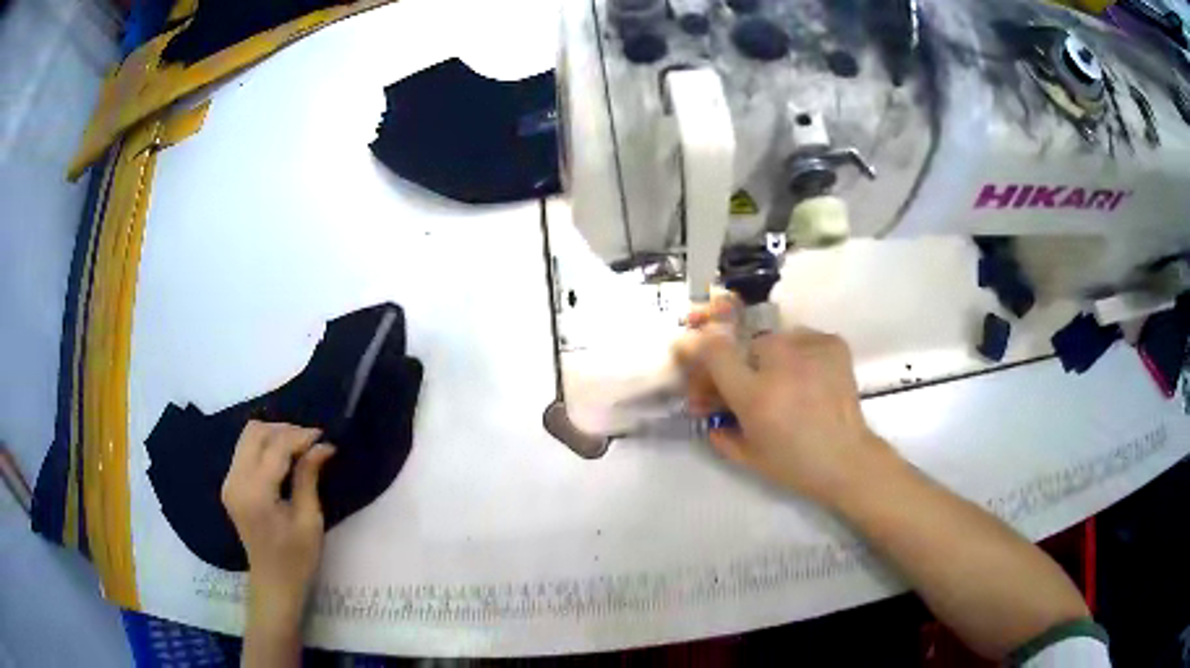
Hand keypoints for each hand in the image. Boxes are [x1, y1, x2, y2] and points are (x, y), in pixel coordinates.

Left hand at [222, 421, 334, 619]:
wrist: (273, 584)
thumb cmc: (297, 559)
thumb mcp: (309, 520)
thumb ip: (309, 477)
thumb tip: (323, 445)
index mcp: (255, 493)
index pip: (275, 448)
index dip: (300, 436)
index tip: (324, 437)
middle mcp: (236, 481)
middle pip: (255, 432)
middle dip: (285, 430)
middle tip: (311, 442)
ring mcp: (229, 481)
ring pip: (248, 437)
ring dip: (274, 435)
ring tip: (299, 448)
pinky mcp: (231, 484)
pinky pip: (245, 450)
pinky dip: (265, 446)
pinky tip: (283, 458)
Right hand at [675, 295, 892, 504]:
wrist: (848, 460)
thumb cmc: (794, 464)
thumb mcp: (746, 456)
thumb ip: (717, 430)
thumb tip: (704, 409)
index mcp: (754, 394)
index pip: (713, 350)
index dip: (699, 350)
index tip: (697, 358)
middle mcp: (780, 363)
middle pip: (745, 346)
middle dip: (743, 366)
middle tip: (752, 389)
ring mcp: (810, 349)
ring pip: (775, 341)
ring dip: (772, 359)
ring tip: (786, 383)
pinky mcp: (832, 344)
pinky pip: (803, 338)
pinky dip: (800, 353)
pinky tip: (807, 375)